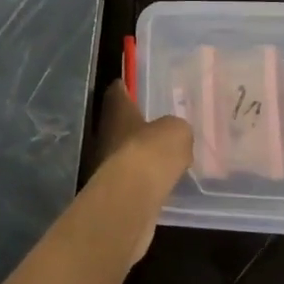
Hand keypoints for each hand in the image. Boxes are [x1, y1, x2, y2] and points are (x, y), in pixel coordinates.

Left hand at [91, 80, 192, 263]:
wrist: (134, 197)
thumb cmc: (152, 150)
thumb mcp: (177, 131)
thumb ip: (176, 129)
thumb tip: (176, 134)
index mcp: (117, 109)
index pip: (117, 90)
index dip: (126, 87)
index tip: (134, 86)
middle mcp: (106, 131)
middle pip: (119, 122)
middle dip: (136, 123)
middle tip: (157, 123)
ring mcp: (106, 161)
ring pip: (125, 150)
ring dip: (140, 152)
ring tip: (163, 154)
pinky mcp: (114, 188)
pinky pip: (132, 176)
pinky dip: (143, 177)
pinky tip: (160, 180)